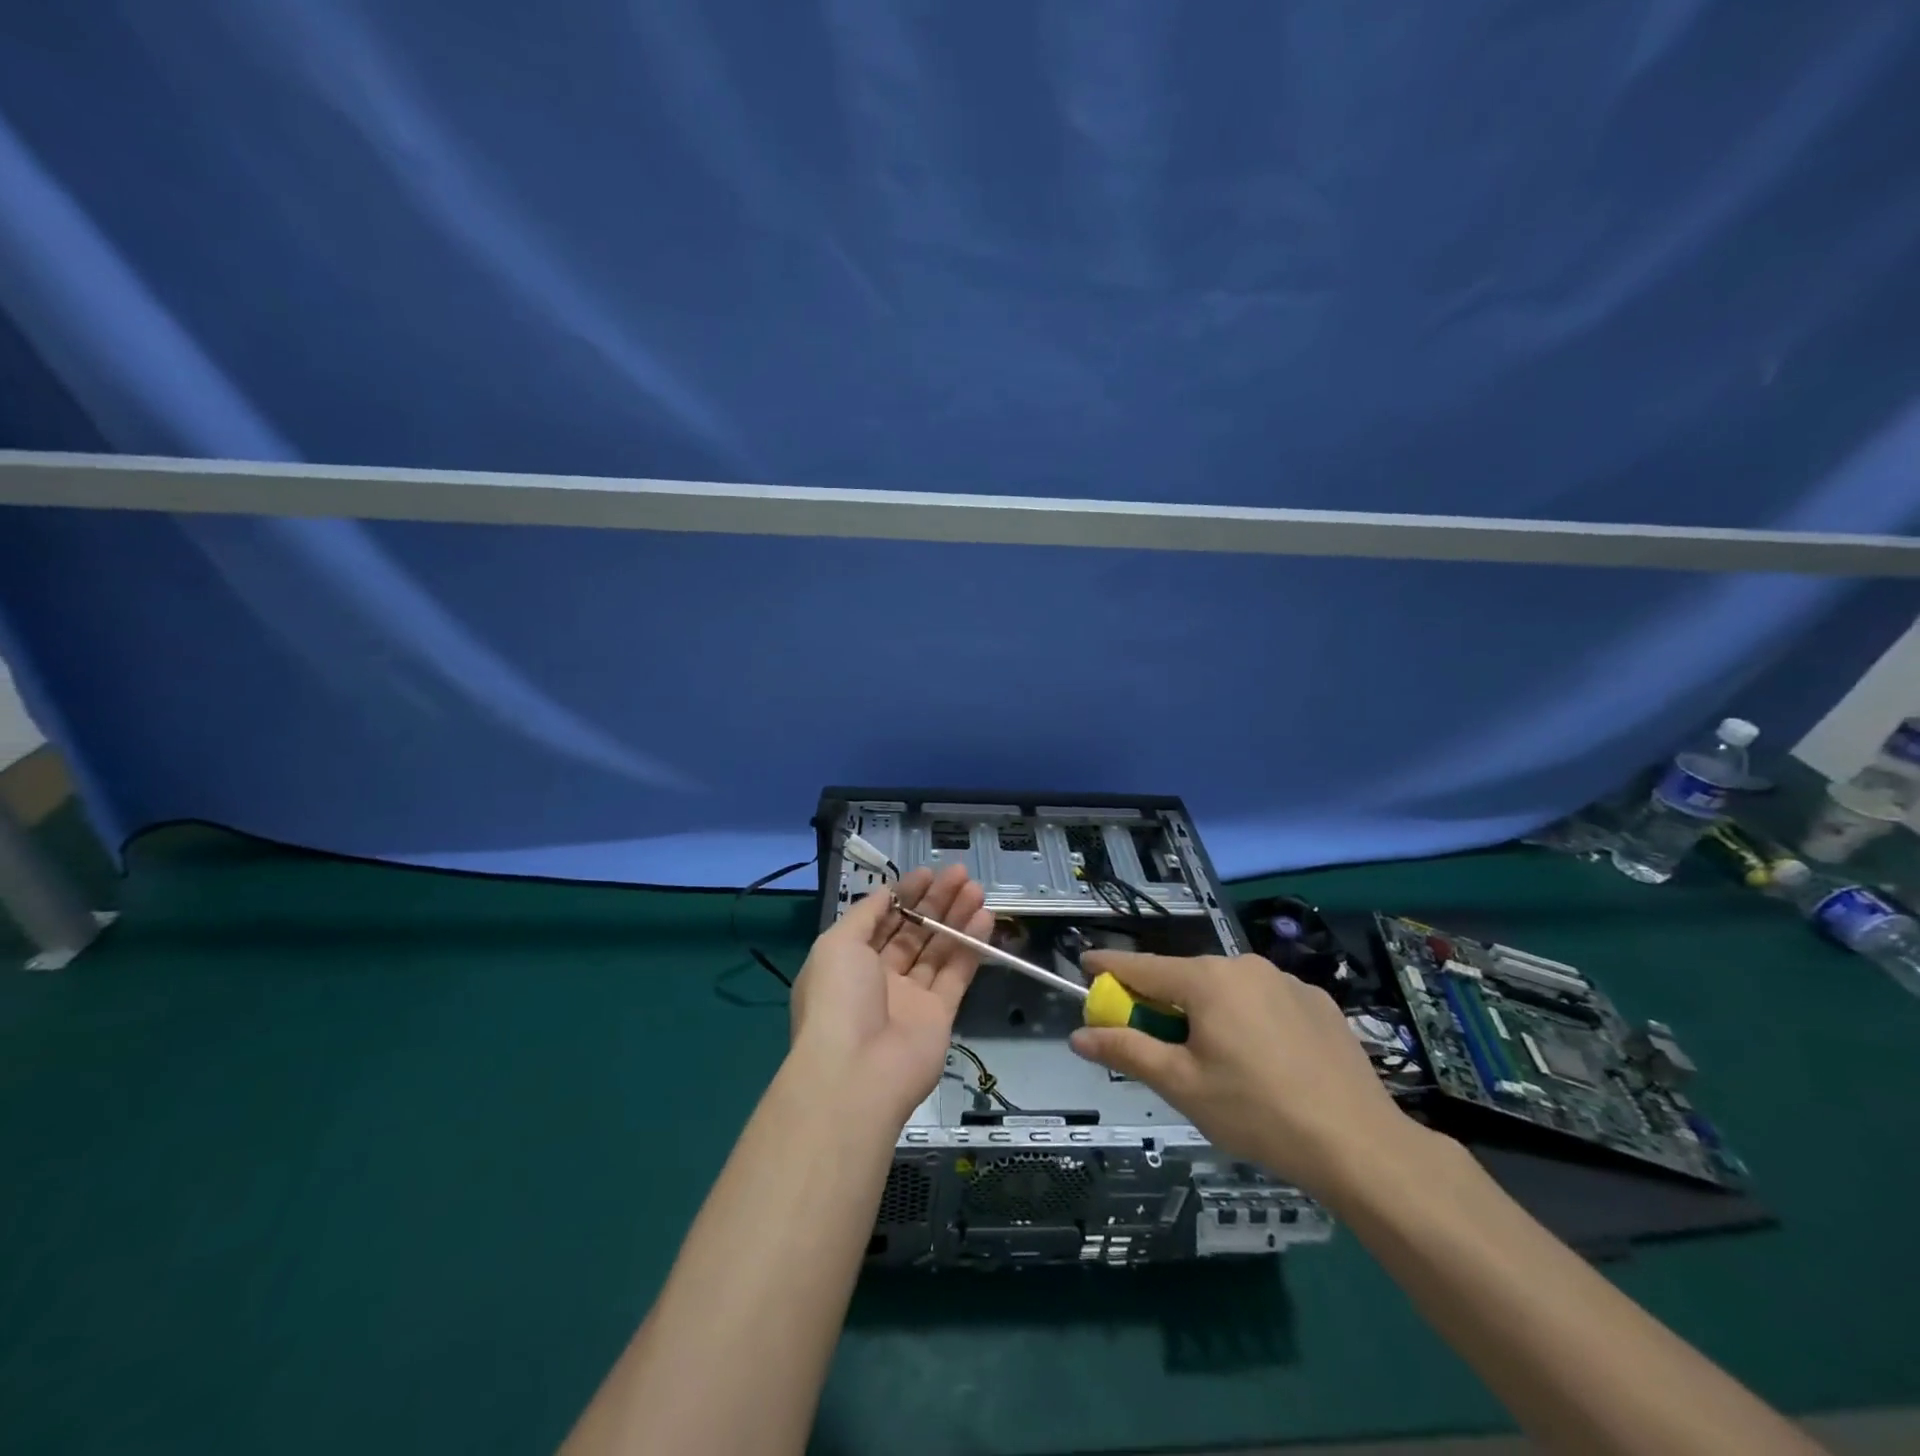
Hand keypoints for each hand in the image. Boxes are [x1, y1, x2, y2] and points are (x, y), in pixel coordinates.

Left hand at [788, 864, 991, 1126]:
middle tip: (961, 874)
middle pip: (913, 931)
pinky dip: (971, 946)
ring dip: (957, 918)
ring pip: (938, 949)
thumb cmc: (838, 999)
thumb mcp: (838, 943)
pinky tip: (985, 918)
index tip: (929, 872)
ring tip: (977, 889)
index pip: (882, 919)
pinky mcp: (940, 1015)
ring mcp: (911, 997)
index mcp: (849, 960)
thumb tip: (887, 893)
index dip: (905, 894)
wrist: (856, 1073)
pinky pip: (957, 973)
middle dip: (936, 901)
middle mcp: (880, 976)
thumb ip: (866, 914)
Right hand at [1069, 950, 1425, 1196]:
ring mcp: (1287, 981)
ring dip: (1207, 1011)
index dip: (1109, 966)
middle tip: (1154, 1039)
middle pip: (1185, 978)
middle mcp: (1244, 966)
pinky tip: (1265, 1060)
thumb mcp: (1182, 1086)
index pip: (1142, 966)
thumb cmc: (1257, 1112)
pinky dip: (1249, 1019)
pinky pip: (1265, 1001)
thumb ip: (1127, 1051)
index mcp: (1206, 980)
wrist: (1360, 1145)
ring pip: (1227, 989)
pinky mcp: (1319, 1002)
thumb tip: (1078, 1035)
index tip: (1085, 964)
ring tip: (1216, 1060)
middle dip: (1161, 1001)